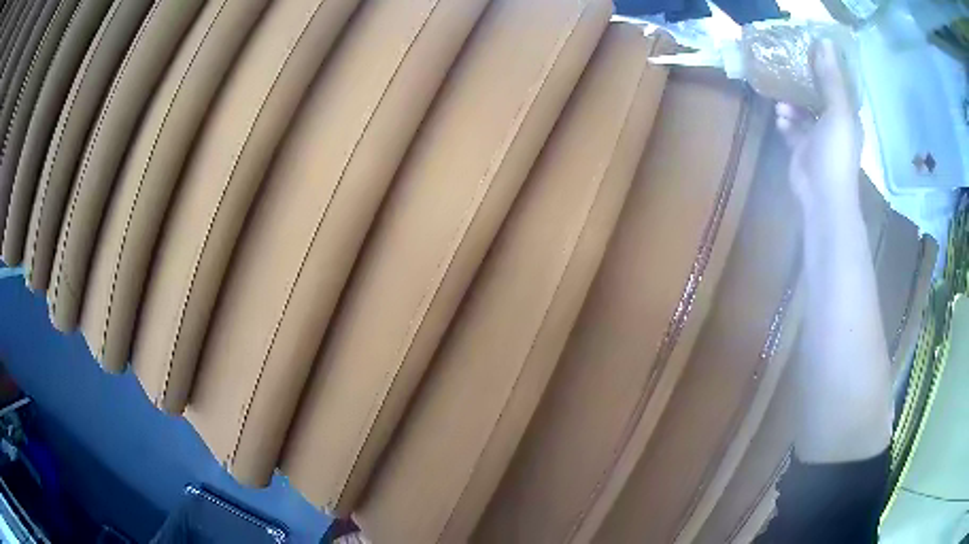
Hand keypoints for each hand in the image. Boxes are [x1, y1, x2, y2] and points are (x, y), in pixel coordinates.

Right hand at [776, 39, 862, 220]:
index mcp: (847, 116)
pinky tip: (780, 119)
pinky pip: (791, 128)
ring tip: (781, 103)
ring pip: (802, 112)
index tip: (808, 52)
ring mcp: (817, 138)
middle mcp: (833, 125)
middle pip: (817, 96)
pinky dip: (785, 122)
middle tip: (787, 70)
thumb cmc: (836, 152)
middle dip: (803, 85)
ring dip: (791, 105)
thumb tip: (826, 42)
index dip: (825, 69)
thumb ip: (831, 79)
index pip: (837, 86)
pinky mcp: (802, 149)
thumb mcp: (838, 112)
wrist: (823, 194)